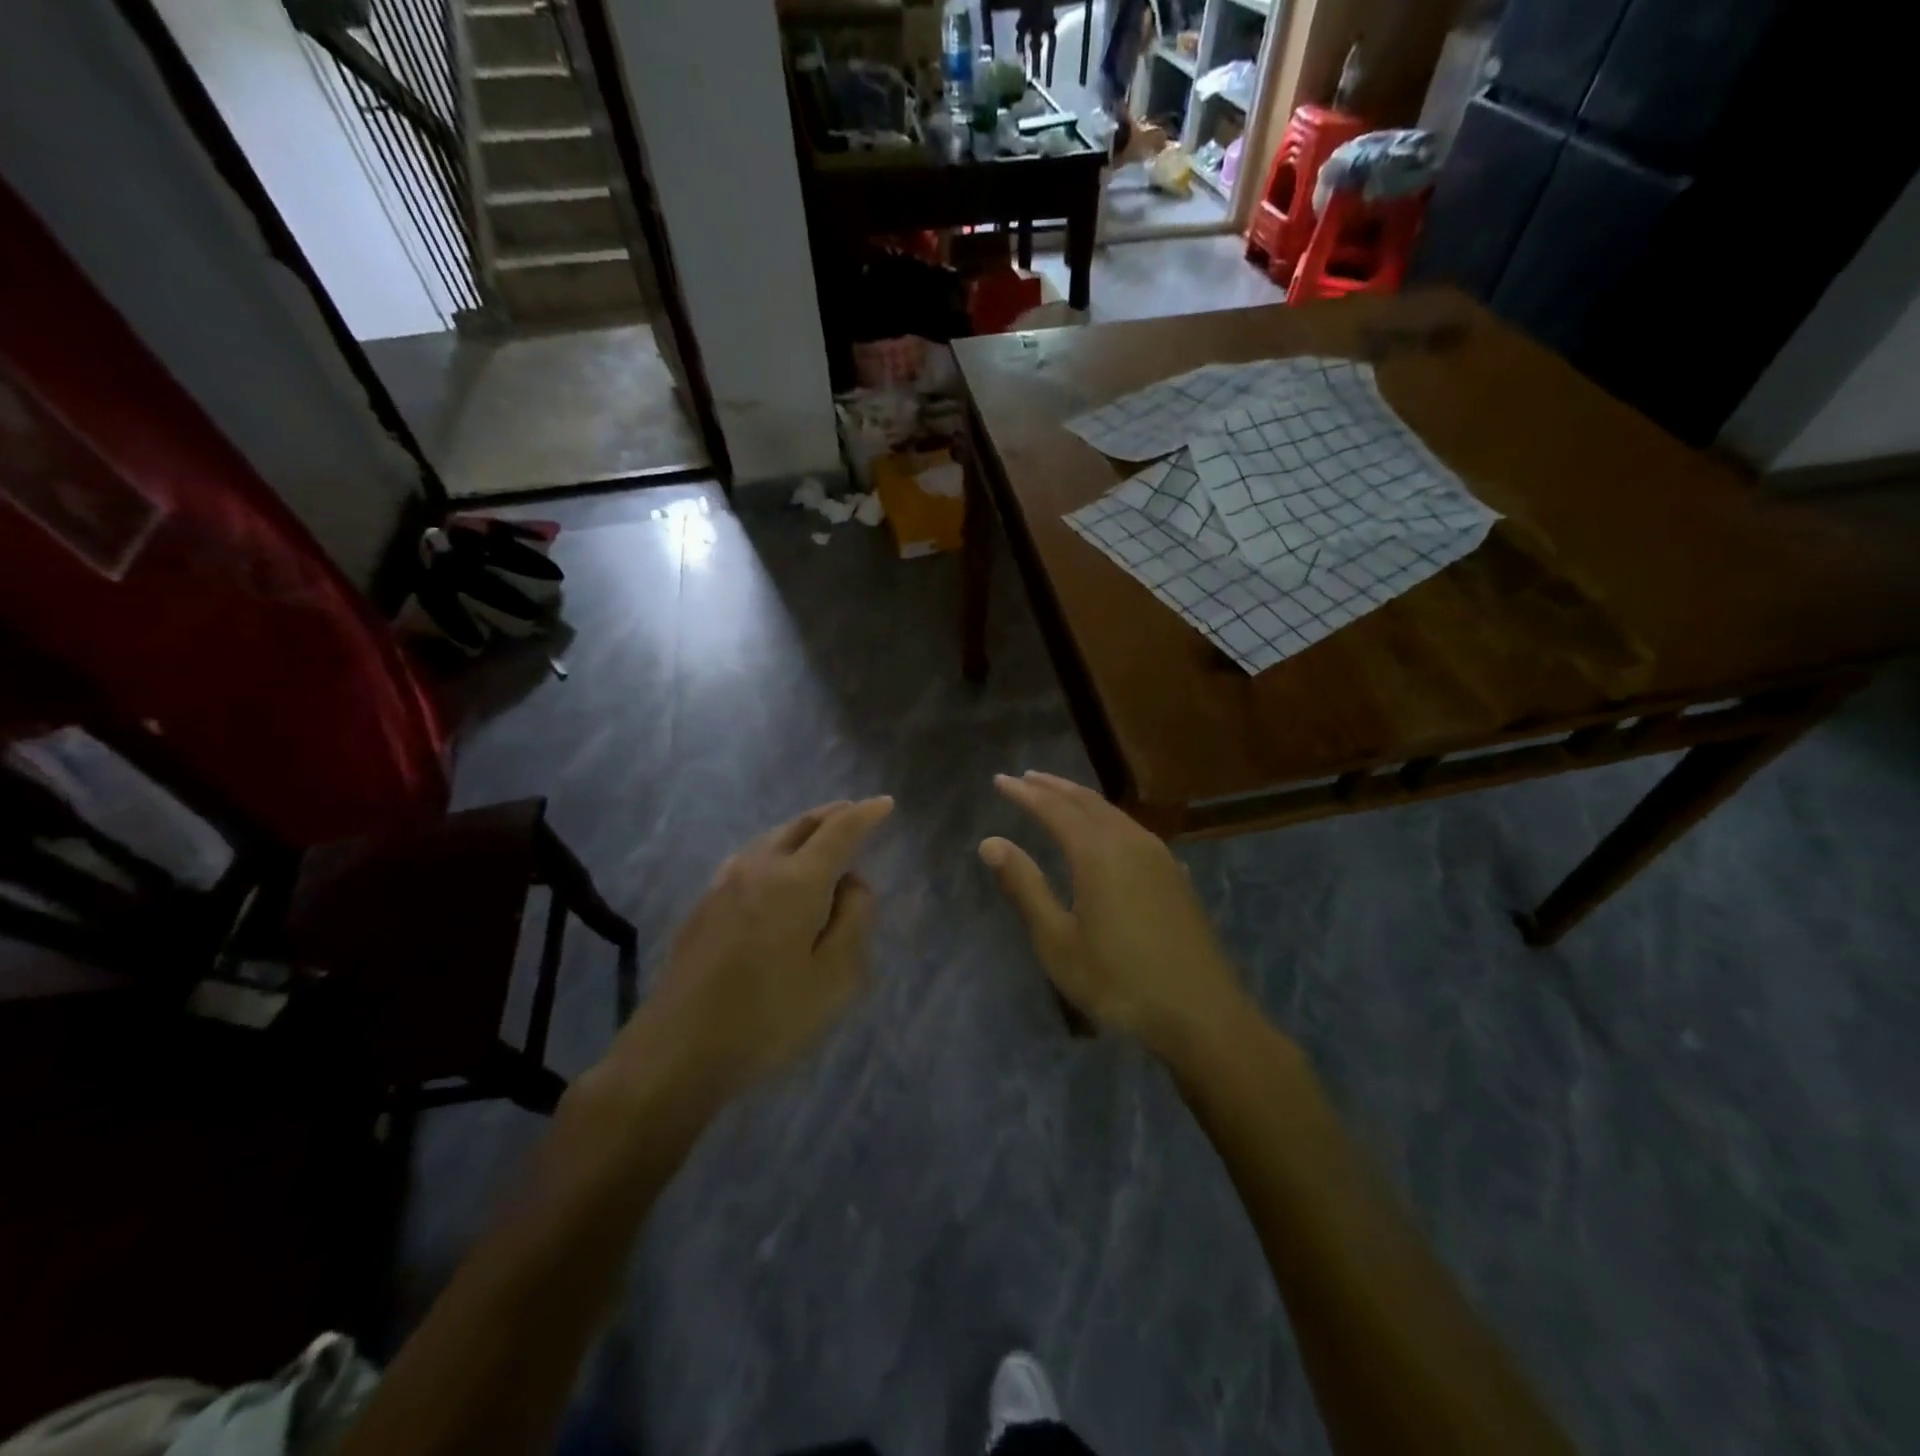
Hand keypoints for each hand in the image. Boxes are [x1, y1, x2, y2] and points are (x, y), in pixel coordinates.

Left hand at [591, 798, 893, 1110]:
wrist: (676, 1051)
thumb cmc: (768, 1018)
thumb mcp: (835, 977)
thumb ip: (854, 920)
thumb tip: (852, 883)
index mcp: (797, 881)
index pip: (839, 832)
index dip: (865, 815)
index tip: (885, 803)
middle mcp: (758, 868)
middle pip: (800, 826)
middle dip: (832, 815)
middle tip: (855, 812)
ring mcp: (724, 884)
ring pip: (771, 838)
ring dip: (802, 831)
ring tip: (821, 837)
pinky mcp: (704, 906)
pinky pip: (750, 858)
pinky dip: (776, 850)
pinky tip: (776, 869)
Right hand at [980, 772, 1246, 1059]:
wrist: (1200, 1013)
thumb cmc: (1118, 980)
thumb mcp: (1058, 940)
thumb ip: (1025, 886)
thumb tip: (991, 842)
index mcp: (1097, 852)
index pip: (1053, 808)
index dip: (1024, 793)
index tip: (1000, 780)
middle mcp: (1130, 841)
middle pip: (1086, 801)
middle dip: (1053, 787)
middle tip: (1026, 777)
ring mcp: (1158, 856)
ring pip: (1113, 813)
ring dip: (1081, 800)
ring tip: (1058, 796)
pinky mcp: (1175, 874)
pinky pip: (1132, 829)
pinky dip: (1107, 819)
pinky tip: (1106, 831)